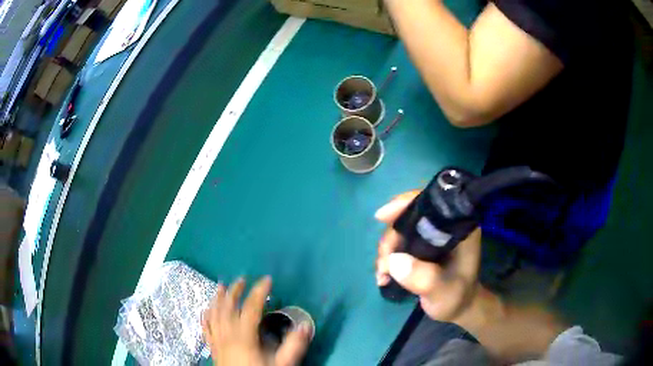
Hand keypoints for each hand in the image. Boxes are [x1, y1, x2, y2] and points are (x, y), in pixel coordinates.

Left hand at [202, 277, 311, 365]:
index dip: (259, 292)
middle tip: (242, 279)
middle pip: (228, 307)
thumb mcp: (282, 363)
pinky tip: (206, 309)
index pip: (250, 308)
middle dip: (235, 291)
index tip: (267, 279)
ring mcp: (217, 340)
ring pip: (214, 314)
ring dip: (218, 298)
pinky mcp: (212, 347)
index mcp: (244, 336)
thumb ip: (293, 345)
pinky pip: (206, 327)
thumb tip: (305, 326)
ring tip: (221, 286)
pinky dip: (206, 316)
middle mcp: (227, 334)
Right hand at [374, 191, 482, 323]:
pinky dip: (387, 257)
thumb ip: (424, 278)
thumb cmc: (457, 296)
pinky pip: (398, 242)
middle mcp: (443, 224)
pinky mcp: (420, 245)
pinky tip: (383, 276)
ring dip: (386, 251)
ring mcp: (431, 234)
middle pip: (409, 216)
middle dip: (391, 239)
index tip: (382, 216)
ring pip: (399, 230)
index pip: (431, 202)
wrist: (458, 306)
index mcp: (458, 225)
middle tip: (384, 265)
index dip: (405, 204)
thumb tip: (394, 260)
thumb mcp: (443, 292)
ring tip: (383, 276)